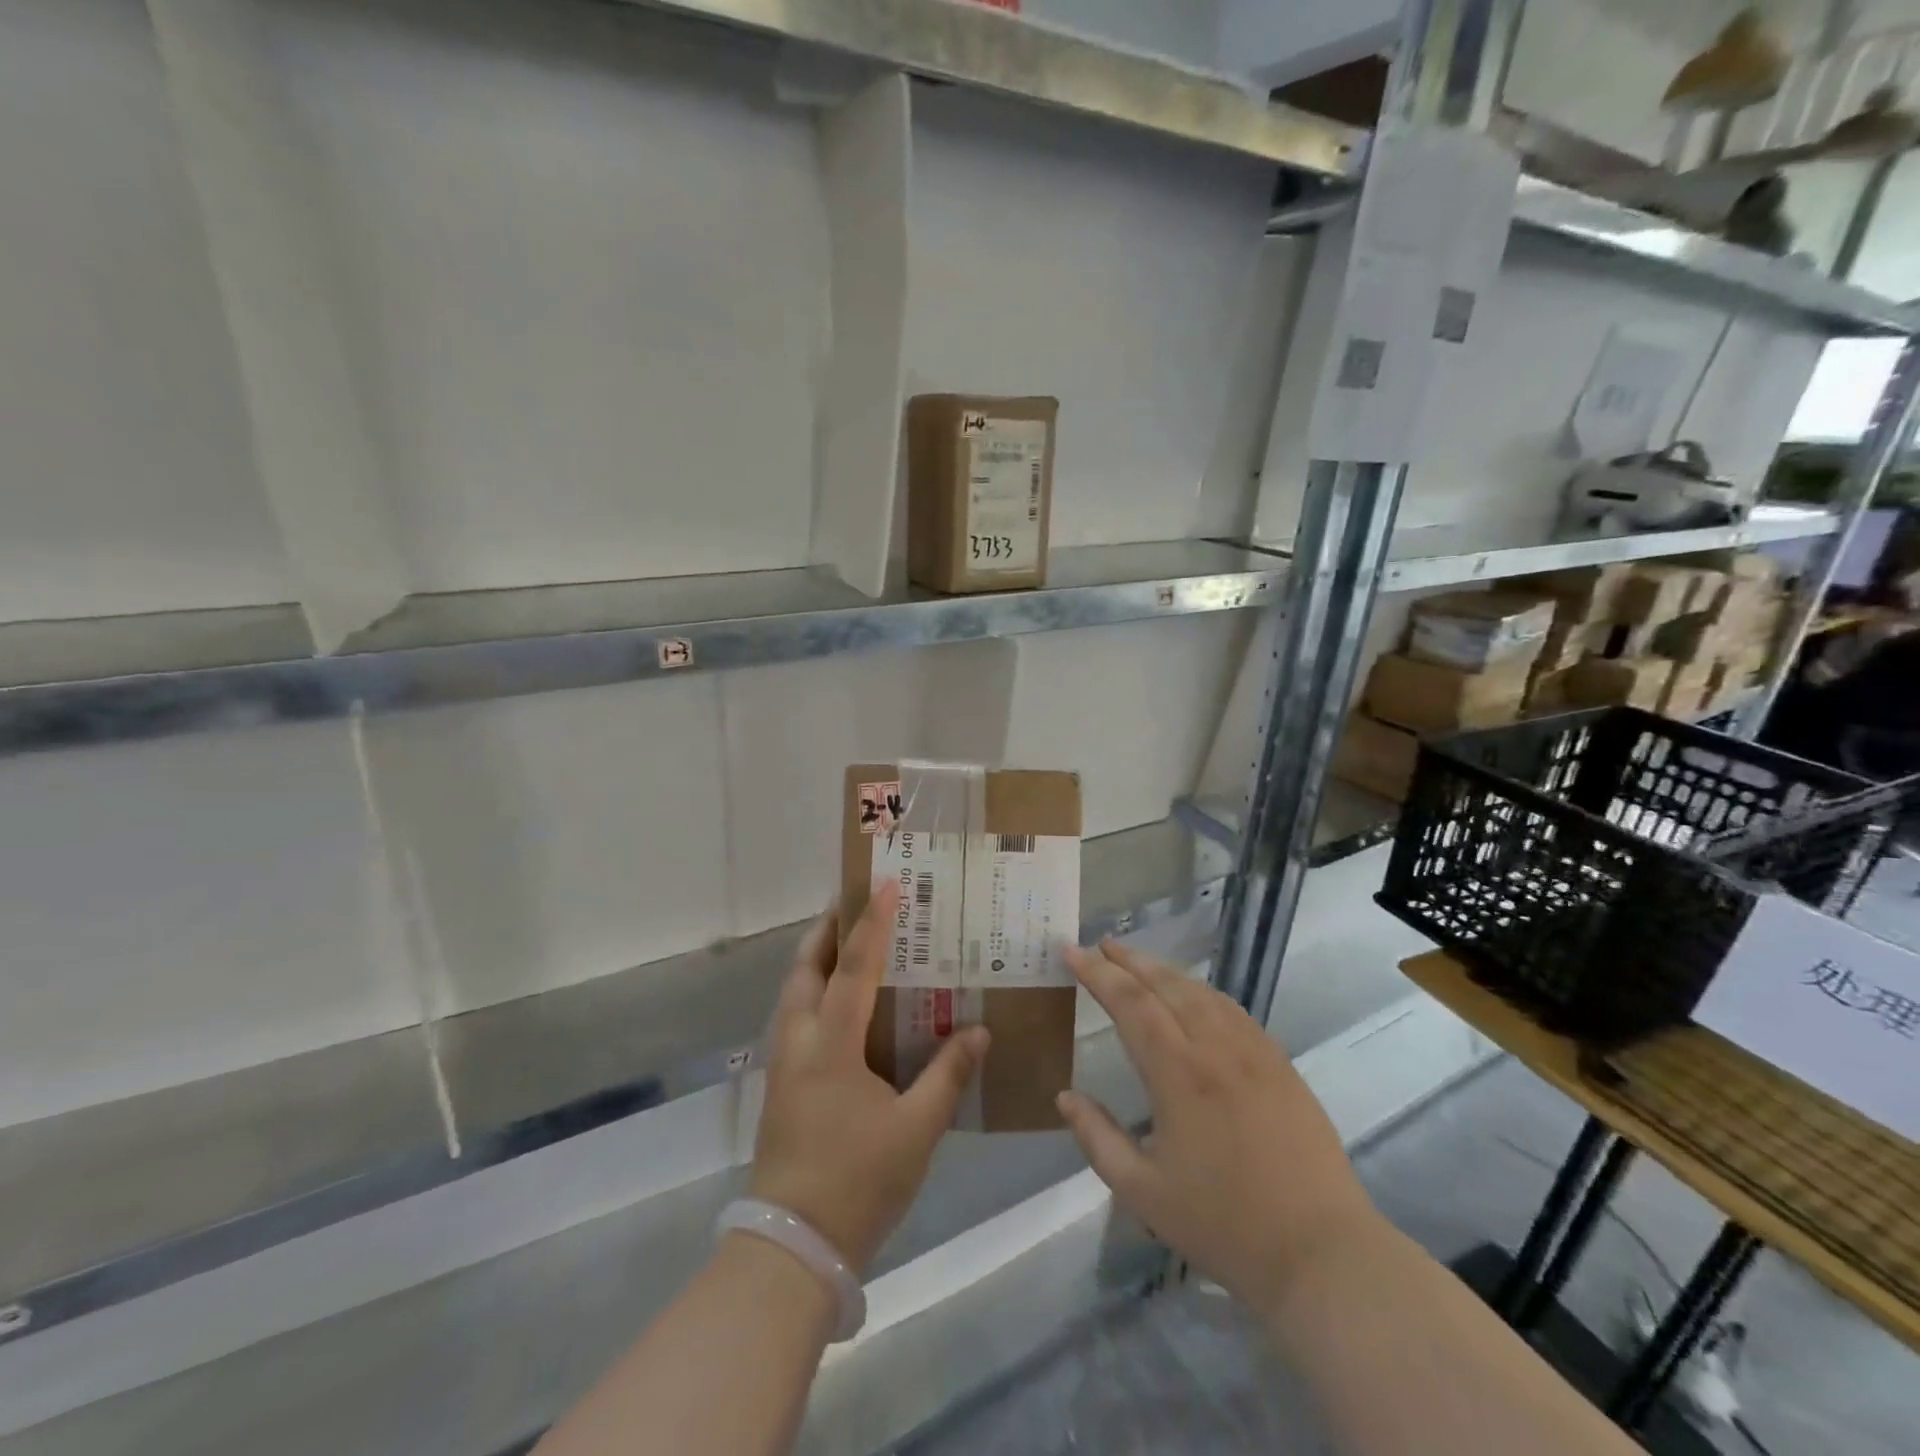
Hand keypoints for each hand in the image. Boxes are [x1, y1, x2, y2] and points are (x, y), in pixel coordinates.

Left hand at [749, 883, 989, 1274]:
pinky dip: (815, 991)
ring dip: (818, 959)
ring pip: (795, 991)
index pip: (853, 968)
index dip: (871, 923)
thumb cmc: (857, 1181)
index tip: (884, 884)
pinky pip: (795, 1016)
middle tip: (856, 904)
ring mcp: (783, 1063)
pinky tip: (842, 1005)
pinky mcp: (781, 1083)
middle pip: (805, 967)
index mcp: (830, 1045)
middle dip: (828, 930)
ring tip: (851, 944)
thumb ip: (948, 1075)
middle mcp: (798, 1041)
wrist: (791, 1245)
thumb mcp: (916, 1130)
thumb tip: (979, 1031)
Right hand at [1056, 940, 1377, 1317]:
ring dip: (1165, 970)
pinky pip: (1232, 1009)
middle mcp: (1215, 1047)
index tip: (1071, 951)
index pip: (1130, 1003)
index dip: (1097, 973)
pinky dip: (1201, 991)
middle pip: (1166, 984)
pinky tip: (1194, 996)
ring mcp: (1254, 1051)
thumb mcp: (1143, 1193)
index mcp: (1178, 1073)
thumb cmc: (1224, 1225)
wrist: (1320, 1252)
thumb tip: (1065, 1096)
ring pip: (1201, 991)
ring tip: (1138, 962)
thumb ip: (1098, 1139)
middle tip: (1100, 944)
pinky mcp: (1280, 1063)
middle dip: (1129, 959)